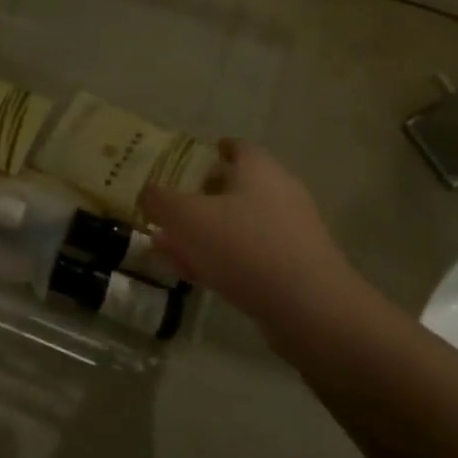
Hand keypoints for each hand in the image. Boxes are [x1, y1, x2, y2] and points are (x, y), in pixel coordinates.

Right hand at [139, 140, 356, 324]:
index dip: (214, 151)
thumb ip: (160, 200)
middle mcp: (280, 193)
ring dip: (206, 234)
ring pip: (239, 225)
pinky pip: (249, 256)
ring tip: (171, 248)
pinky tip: (196, 275)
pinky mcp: (295, 269)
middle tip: (173, 208)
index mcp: (258, 169)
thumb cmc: (244, 247)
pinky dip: (222, 259)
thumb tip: (148, 193)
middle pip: (236, 187)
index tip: (193, 159)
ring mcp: (291, 233)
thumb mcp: (186, 217)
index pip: (236, 147)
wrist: (310, 310)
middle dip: (203, 197)